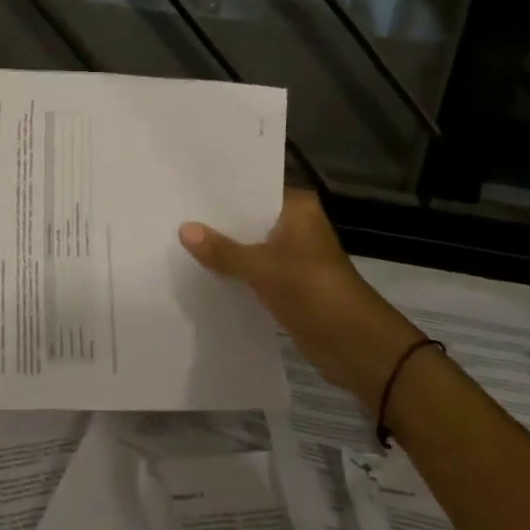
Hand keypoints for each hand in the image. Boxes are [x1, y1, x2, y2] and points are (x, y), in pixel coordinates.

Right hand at [180, 189, 423, 407]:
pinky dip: (231, 268)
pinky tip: (198, 266)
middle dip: (215, 218)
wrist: (357, 347)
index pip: (252, 187)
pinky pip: (250, 268)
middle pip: (247, 216)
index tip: (183, 182)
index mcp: (297, 209)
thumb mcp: (263, 268)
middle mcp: (294, 225)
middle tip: (172, 208)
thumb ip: (222, 250)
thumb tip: (183, 229)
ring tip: (176, 234)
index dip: (220, 188)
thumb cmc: (315, 293)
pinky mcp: (285, 282)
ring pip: (247, 243)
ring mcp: (291, 255)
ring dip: (221, 245)